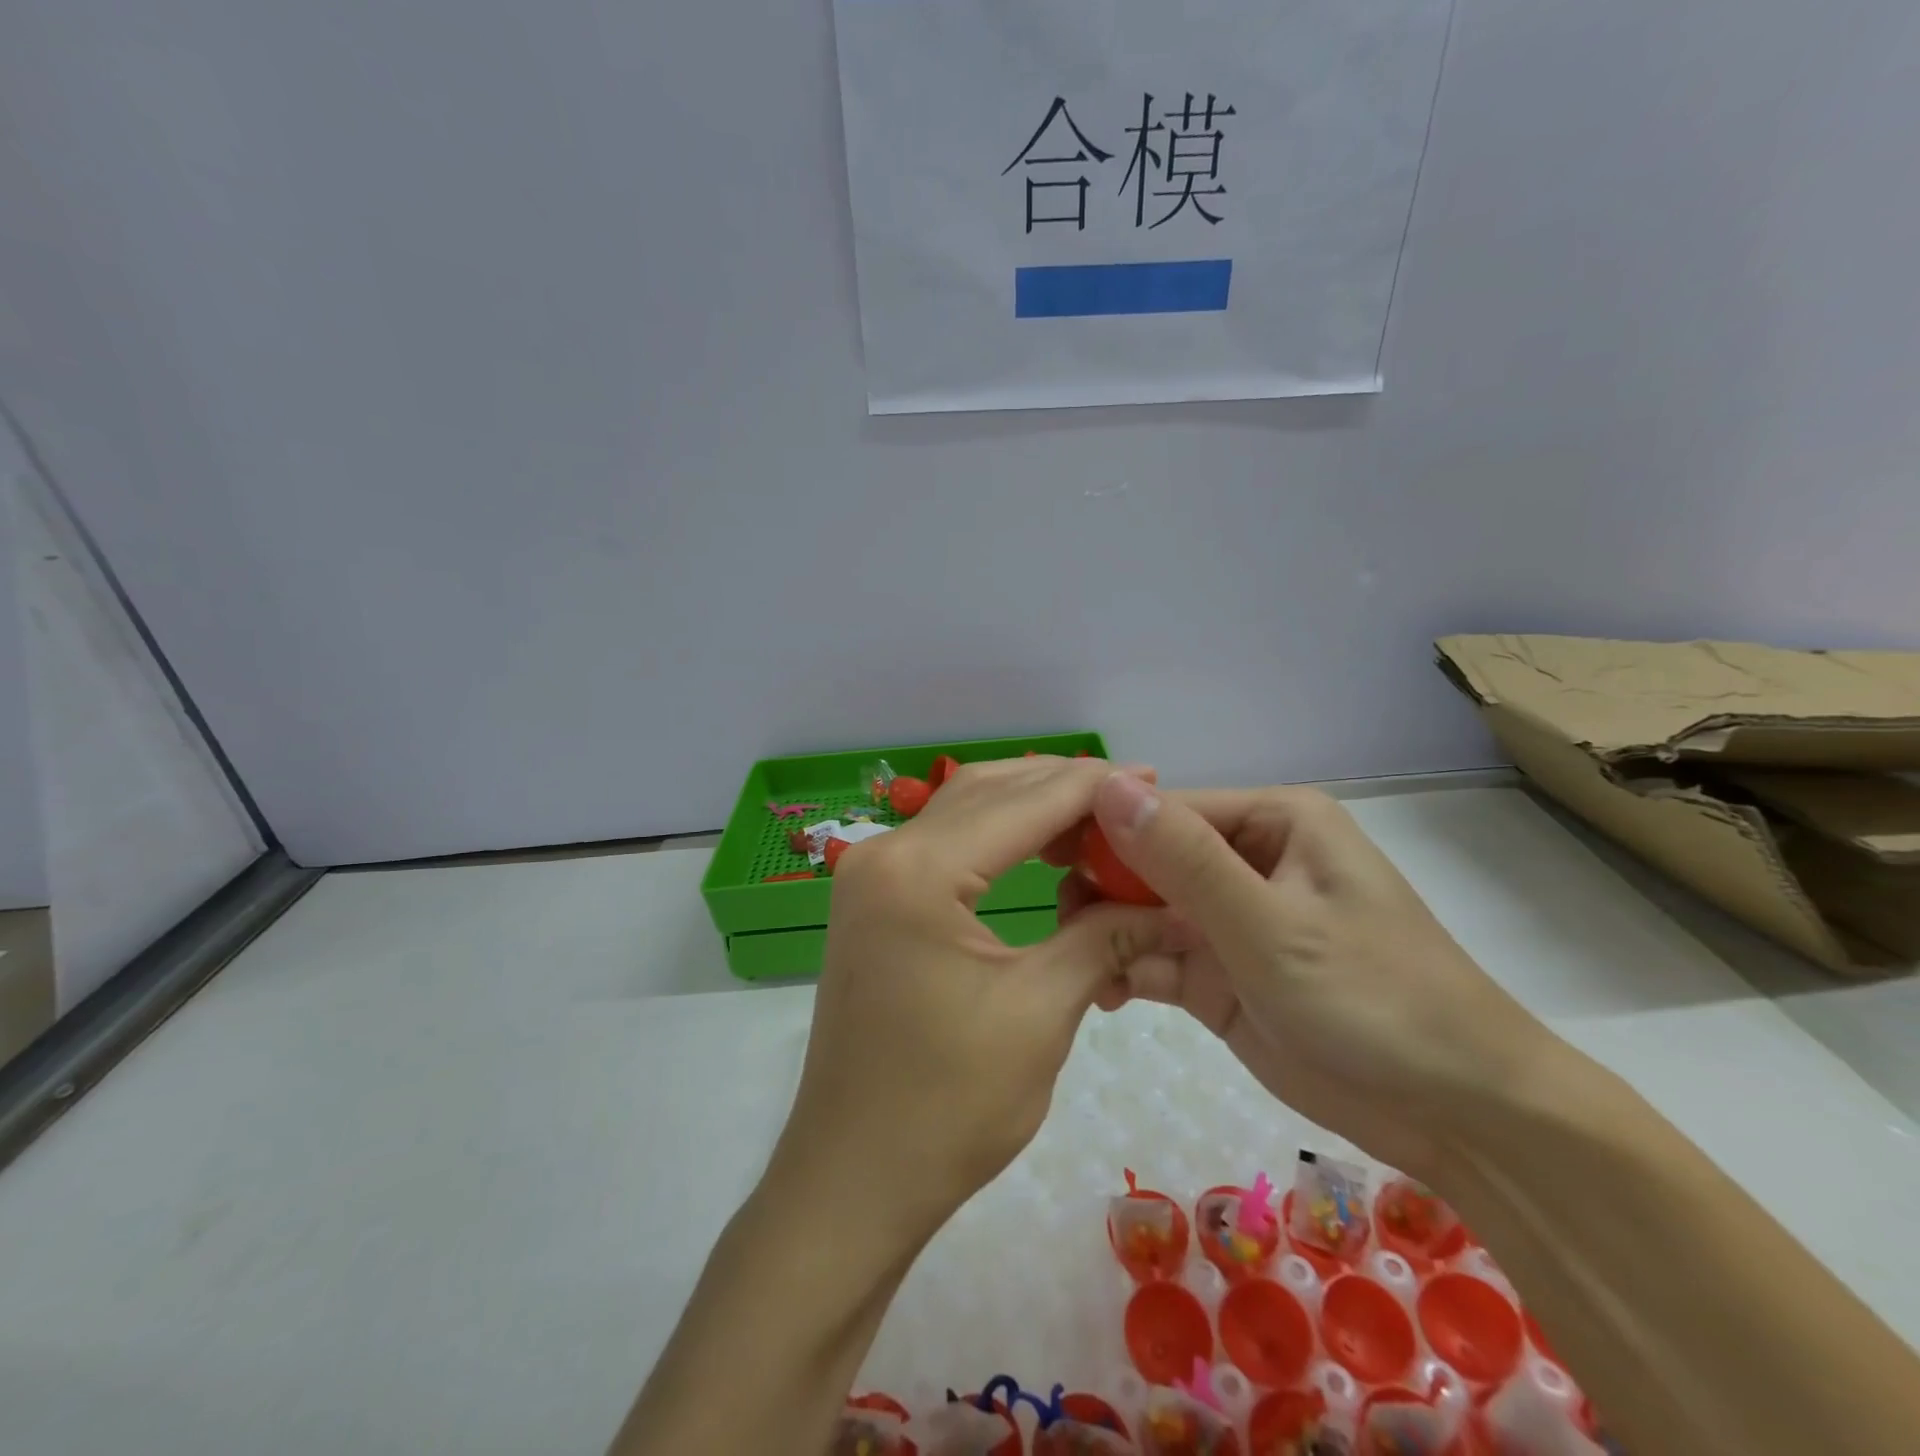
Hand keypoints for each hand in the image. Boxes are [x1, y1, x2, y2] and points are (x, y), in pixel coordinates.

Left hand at [768, 758, 1177, 1247]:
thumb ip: (1108, 938)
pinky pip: (944, 845)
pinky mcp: (872, 901)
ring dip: (1029, 806)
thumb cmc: (948, 1107)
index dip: (1093, 786)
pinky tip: (1042, 852)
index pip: (1023, 802)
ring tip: (1097, 820)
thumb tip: (1177, 906)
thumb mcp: (1042, 1013)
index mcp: (918, 871)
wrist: (853, 1179)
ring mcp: (869, 875)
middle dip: (1061, 786)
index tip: (1154, 779)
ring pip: (964, 811)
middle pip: (988, 791)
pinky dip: (997, 837)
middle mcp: (884, 853)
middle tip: (1133, 798)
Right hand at [1056, 776, 1558, 1178]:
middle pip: (1149, 859)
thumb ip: (1184, 859)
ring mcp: (1231, 920)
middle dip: (1104, 888)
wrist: (1459, 1116)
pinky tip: (1104, 994)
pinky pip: (1158, 957)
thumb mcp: (1270, 925)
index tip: (1045, 857)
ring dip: (1110, 933)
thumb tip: (1106, 784)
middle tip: (1060, 923)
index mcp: (1272, 821)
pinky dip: (1128, 971)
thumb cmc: (1374, 1000)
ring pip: (1145, 910)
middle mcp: (1247, 859)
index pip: (1165, 810)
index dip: (1104, 829)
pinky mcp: (1221, 973)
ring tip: (1077, 963)